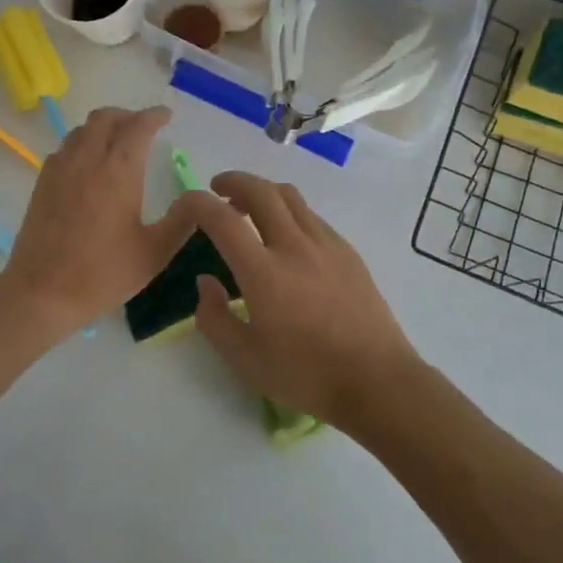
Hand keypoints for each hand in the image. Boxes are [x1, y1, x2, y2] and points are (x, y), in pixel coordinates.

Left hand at [0, 106, 195, 337]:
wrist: (42, 292)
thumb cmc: (102, 274)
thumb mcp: (154, 253)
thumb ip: (181, 221)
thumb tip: (200, 199)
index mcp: (119, 171)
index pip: (138, 126)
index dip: (154, 116)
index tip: (166, 116)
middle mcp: (88, 159)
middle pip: (106, 118)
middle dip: (128, 116)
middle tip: (143, 128)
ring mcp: (60, 168)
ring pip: (82, 129)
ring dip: (103, 126)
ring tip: (117, 141)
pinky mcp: (42, 182)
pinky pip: (65, 147)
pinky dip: (82, 143)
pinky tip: (88, 164)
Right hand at [183, 172, 421, 427]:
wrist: (377, 381)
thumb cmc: (306, 375)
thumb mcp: (245, 360)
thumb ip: (214, 318)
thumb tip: (205, 281)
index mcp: (263, 272)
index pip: (221, 218)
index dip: (196, 202)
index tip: (184, 206)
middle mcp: (294, 246)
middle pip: (260, 190)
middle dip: (232, 181)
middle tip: (217, 190)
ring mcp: (326, 244)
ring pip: (289, 196)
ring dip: (262, 192)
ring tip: (249, 209)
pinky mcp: (347, 251)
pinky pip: (311, 215)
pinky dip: (288, 211)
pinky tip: (286, 237)